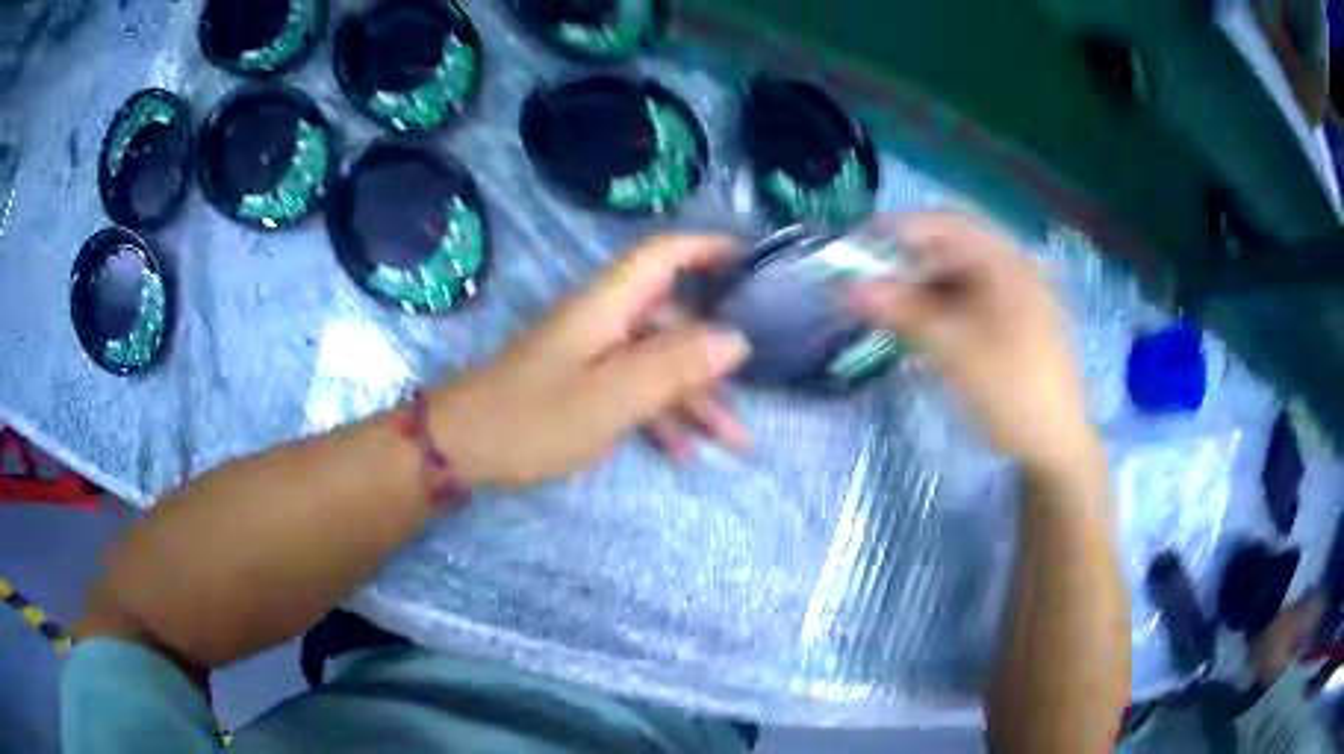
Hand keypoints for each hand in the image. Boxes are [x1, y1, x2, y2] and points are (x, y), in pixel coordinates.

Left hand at [429, 235, 751, 489]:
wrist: (463, 446)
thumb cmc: (535, 417)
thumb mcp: (613, 396)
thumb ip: (676, 366)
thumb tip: (737, 339)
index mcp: (609, 304)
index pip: (665, 253)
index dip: (709, 247)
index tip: (754, 261)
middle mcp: (605, 319)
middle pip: (673, 320)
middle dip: (717, 357)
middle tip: (756, 389)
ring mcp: (593, 353)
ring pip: (659, 362)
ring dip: (695, 398)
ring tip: (734, 442)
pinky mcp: (582, 383)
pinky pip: (634, 389)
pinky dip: (661, 415)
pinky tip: (684, 453)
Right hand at [848, 213, 1094, 475]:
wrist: (1057, 445)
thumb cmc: (1009, 391)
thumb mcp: (952, 350)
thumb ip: (901, 311)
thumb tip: (847, 288)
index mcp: (1006, 261)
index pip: (945, 223)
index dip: (899, 229)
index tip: (859, 247)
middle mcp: (1016, 267)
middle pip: (955, 247)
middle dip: (911, 261)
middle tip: (875, 284)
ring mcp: (1022, 295)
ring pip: (964, 275)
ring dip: (927, 285)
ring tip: (897, 310)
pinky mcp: (1020, 322)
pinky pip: (976, 298)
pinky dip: (947, 305)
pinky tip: (932, 329)